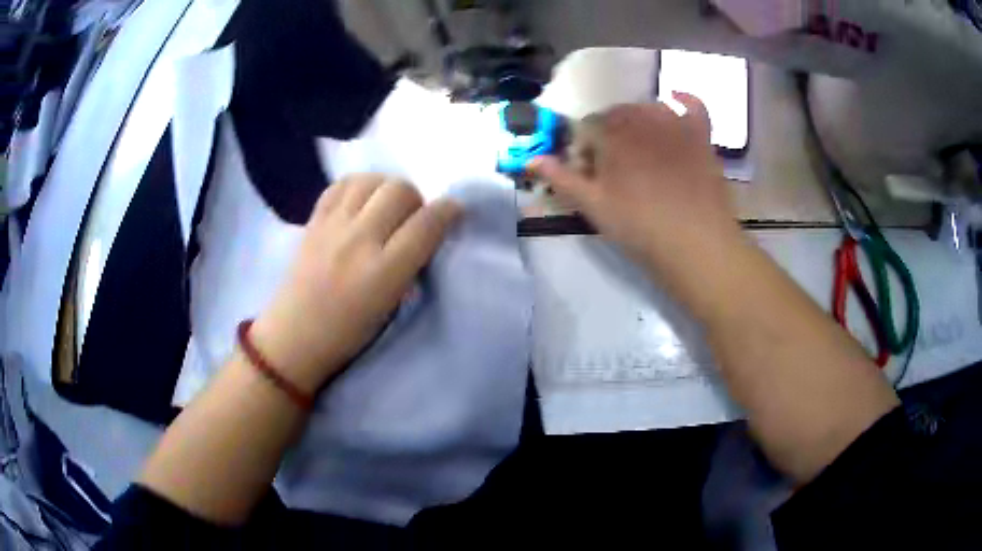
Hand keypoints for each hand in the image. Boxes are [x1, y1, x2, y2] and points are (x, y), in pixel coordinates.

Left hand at [249, 175, 462, 392]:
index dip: (448, 211)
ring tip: (384, 207)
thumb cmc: (348, 333)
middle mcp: (359, 241)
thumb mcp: (392, 306)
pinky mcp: (314, 220)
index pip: (426, 224)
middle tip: (410, 218)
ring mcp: (332, 226)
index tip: (453, 212)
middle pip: (400, 190)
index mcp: (383, 272)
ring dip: (386, 188)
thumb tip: (426, 231)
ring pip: (371, 180)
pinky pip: (341, 184)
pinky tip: (360, 202)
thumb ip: (411, 265)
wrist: (295, 335)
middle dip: (416, 199)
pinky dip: (358, 186)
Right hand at [529, 93, 741, 285]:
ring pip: (649, 107)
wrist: (696, 244)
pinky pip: (694, 105)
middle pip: (618, 114)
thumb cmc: (640, 228)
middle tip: (613, 164)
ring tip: (640, 146)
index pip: (588, 126)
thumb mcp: (594, 207)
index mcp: (612, 135)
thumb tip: (531, 160)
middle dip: (609, 132)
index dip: (585, 147)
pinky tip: (676, 99)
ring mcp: (676, 125)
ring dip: (639, 119)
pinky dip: (684, 98)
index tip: (589, 171)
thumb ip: (562, 179)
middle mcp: (642, 120)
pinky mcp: (701, 136)